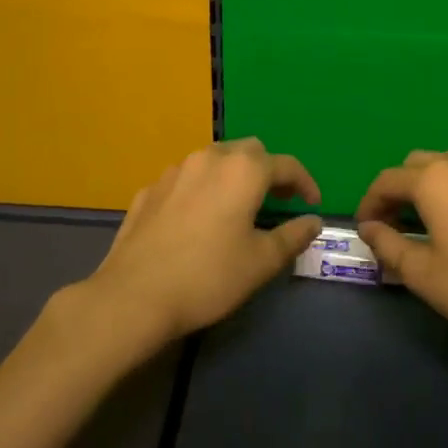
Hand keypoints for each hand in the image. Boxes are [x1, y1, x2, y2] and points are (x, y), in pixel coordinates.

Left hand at [85, 138, 322, 342]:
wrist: (134, 296)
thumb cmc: (209, 277)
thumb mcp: (261, 262)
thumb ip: (292, 236)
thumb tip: (312, 221)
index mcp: (243, 170)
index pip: (286, 165)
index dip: (306, 183)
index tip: (312, 205)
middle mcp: (209, 159)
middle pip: (249, 151)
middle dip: (268, 171)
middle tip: (277, 201)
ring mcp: (174, 171)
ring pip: (214, 160)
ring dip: (233, 176)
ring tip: (238, 207)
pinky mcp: (149, 190)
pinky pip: (186, 180)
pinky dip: (202, 190)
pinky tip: (198, 219)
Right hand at [356, 150, 447, 352]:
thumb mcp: (422, 274)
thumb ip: (387, 244)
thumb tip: (369, 227)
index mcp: (435, 181)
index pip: (388, 180)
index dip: (370, 202)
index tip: (367, 228)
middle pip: (419, 164)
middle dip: (400, 189)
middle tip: (396, 223)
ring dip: (433, 184)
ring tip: (432, 219)